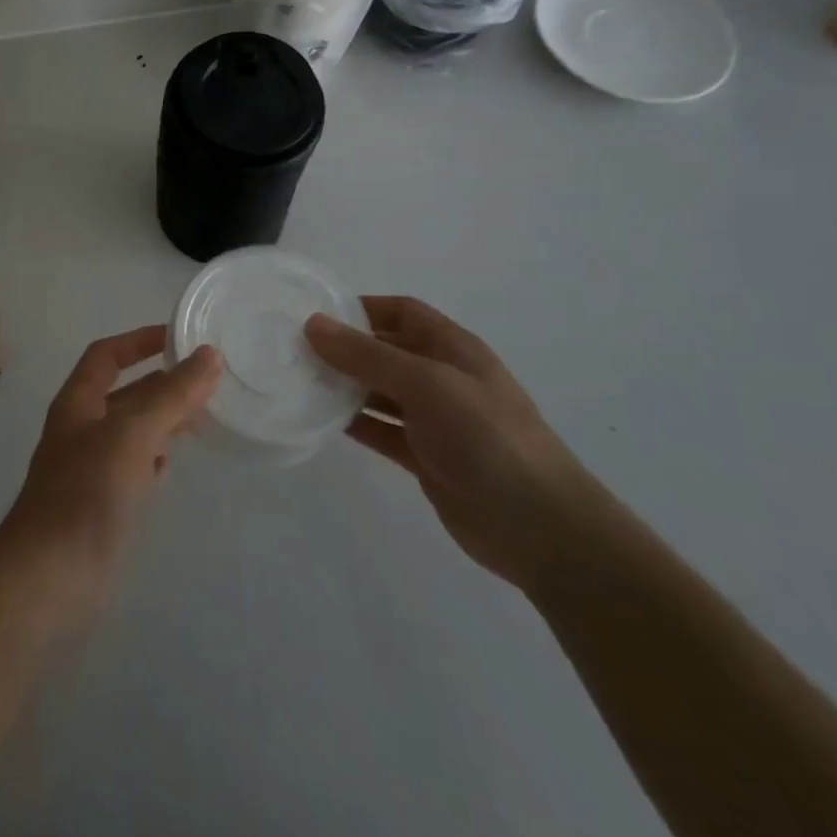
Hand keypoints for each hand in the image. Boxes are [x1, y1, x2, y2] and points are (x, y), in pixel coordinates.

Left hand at [0, 326, 221, 628]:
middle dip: (161, 384)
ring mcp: (89, 470)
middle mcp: (80, 430)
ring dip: (162, 421)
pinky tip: (169, 467)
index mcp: (78, 403)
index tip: (178, 337)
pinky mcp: (100, 507)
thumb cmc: (87, 493)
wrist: (49, 578)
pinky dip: (152, 461)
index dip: (138, 341)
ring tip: (201, 419)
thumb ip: (171, 395)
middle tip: (207, 383)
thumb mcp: (133, 434)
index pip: (106, 355)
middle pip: (124, 394)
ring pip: (131, 432)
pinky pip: (130, 469)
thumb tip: (209, 355)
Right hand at [306, 297, 603, 589]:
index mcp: (452, 348)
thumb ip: (367, 355)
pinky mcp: (426, 457)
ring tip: (298, 382)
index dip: (361, 308)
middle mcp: (442, 377)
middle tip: (293, 349)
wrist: (543, 528)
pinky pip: (381, 430)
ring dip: (344, 385)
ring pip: (379, 391)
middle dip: (344, 348)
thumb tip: (313, 324)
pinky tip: (320, 420)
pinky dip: (353, 423)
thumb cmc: (487, 438)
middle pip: (385, 350)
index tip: (315, 314)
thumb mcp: (426, 384)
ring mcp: (435, 420)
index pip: (401, 312)